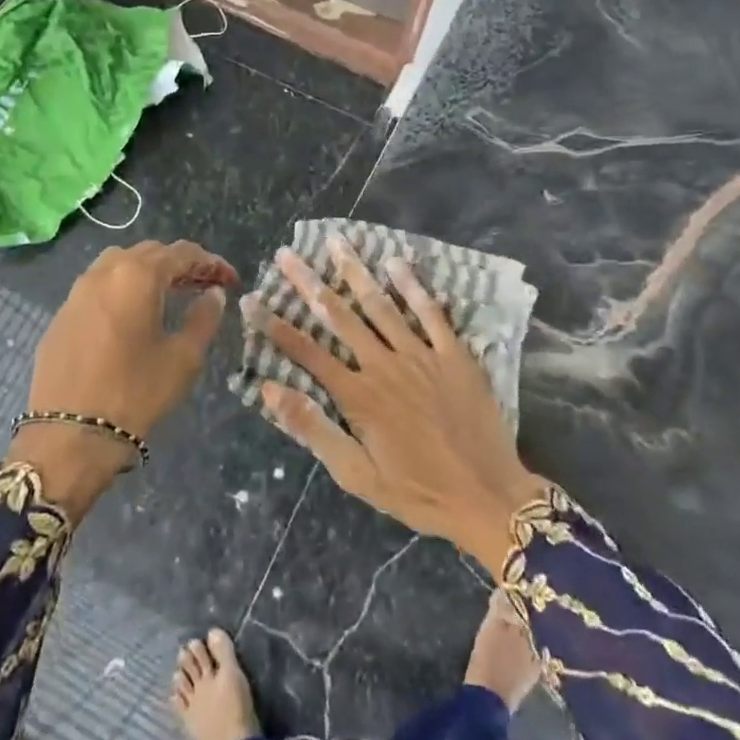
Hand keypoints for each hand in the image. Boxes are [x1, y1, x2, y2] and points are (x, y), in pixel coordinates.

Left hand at [12, 240, 235, 517]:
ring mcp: (77, 292)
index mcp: (137, 275)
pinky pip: (99, 287)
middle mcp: (104, 272)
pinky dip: (123, 289)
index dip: (211, 263)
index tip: (231, 280)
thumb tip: (213, 294)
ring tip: (170, 295)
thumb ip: (203, 318)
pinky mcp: (61, 316)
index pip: (182, 253)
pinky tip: (134, 315)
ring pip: (119, 265)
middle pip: (149, 252)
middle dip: (181, 264)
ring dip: (149, 272)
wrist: (68, 436)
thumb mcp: (183, 358)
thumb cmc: (135, 393)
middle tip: (205, 286)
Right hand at [251, 237, 546, 577]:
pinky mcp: (454, 355)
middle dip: (309, 283)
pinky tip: (396, 262)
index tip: (252, 300)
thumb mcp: (356, 475)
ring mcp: (421, 355)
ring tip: (336, 243)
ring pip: (381, 306)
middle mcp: (384, 365)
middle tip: (286, 254)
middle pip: (339, 316)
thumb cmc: (417, 491)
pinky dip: (413, 286)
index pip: (306, 352)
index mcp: (357, 395)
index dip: (275, 326)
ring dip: (355, 272)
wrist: (487, 496)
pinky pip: (430, 313)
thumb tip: (269, 389)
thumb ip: (313, 429)